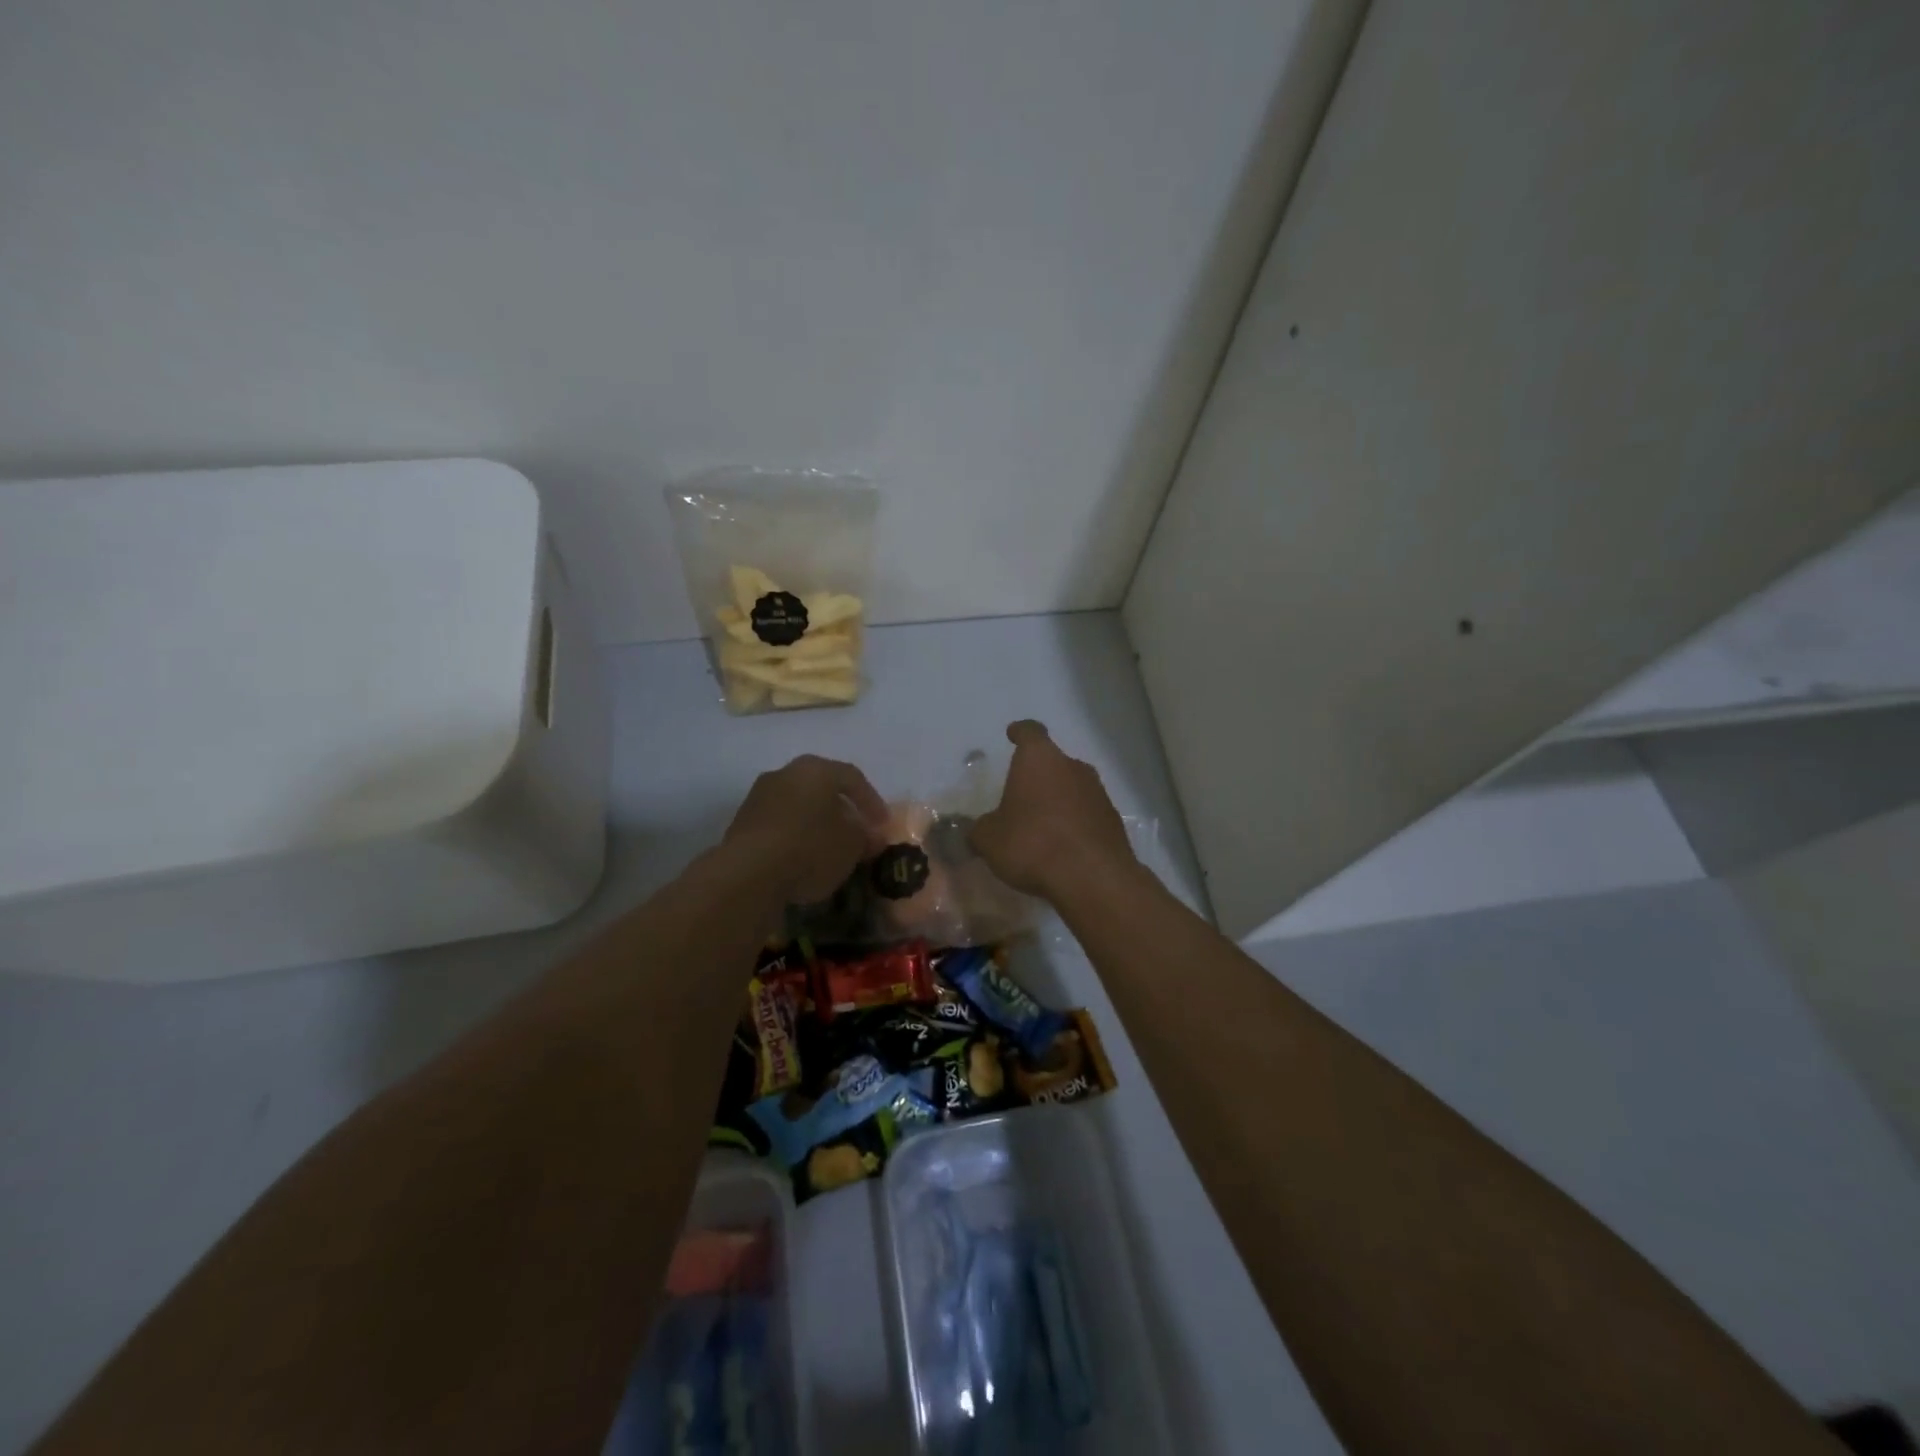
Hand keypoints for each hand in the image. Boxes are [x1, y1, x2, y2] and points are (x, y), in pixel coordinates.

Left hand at [724, 755, 888, 902]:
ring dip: (816, 823)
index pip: (853, 777)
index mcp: (816, 769)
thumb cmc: (811, 848)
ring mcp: (758, 796)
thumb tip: (871, 835)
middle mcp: (785, 773)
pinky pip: (778, 824)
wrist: (748, 874)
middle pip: (822, 788)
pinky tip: (802, 858)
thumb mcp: (852, 845)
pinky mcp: (741, 823)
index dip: (872, 801)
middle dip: (842, 810)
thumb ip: (866, 836)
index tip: (883, 825)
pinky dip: (794, 837)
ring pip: (798, 805)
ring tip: (830, 849)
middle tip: (857, 832)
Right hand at [969, 721, 1136, 900]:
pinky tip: (1062, 846)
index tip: (1013, 733)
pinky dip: (1074, 823)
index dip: (1020, 732)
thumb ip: (979, 830)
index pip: (1030, 732)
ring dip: (1058, 800)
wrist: (1092, 878)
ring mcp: (1098, 792)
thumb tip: (976, 830)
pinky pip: (1087, 813)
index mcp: (1039, 759)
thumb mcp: (989, 840)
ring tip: (1041, 825)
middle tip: (1020, 796)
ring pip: (1072, 787)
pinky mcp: (1113, 820)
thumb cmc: (1032, 844)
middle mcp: (1072, 766)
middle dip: (1038, 776)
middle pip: (1053, 762)